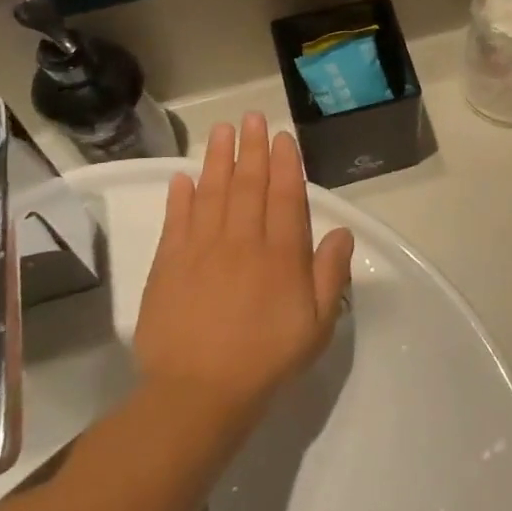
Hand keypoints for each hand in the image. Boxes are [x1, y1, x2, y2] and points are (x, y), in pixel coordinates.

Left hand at [133, 114, 355, 431]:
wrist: (198, 392)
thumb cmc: (267, 359)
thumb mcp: (317, 325)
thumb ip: (330, 275)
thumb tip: (342, 233)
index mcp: (280, 254)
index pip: (284, 196)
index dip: (284, 164)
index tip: (281, 137)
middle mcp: (242, 241)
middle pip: (247, 185)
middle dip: (251, 148)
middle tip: (251, 117)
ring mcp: (201, 250)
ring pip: (212, 193)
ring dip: (217, 159)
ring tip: (221, 130)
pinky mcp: (168, 265)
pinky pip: (176, 221)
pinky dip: (180, 196)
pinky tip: (183, 176)